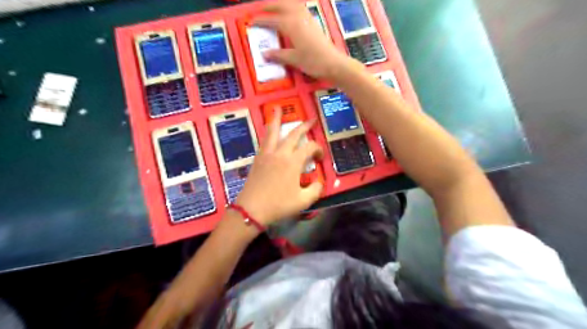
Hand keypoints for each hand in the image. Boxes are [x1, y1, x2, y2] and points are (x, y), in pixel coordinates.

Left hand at [236, 109, 325, 224]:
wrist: (251, 209)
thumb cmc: (278, 205)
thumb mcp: (303, 201)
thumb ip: (315, 189)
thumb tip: (319, 182)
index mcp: (292, 162)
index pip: (309, 147)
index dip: (318, 149)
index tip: (320, 158)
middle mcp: (280, 153)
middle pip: (293, 134)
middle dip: (304, 126)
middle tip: (311, 119)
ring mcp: (266, 154)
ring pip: (273, 132)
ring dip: (276, 119)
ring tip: (277, 108)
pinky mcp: (257, 159)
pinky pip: (264, 140)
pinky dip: (268, 132)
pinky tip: (268, 130)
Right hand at [255, 0, 349, 78]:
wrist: (333, 63)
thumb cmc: (313, 61)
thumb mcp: (293, 59)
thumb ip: (278, 55)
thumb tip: (265, 54)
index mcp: (291, 25)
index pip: (272, 20)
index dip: (261, 21)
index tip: (251, 23)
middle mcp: (299, 17)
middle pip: (282, 5)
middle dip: (270, 6)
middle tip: (260, 10)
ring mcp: (308, 19)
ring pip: (292, 4)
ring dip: (281, 5)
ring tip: (274, 10)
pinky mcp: (314, 23)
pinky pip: (299, 9)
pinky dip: (291, 8)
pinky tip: (290, 14)